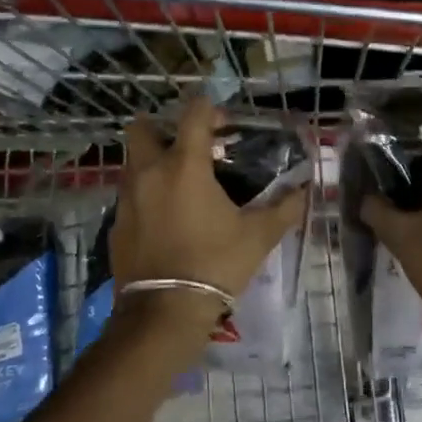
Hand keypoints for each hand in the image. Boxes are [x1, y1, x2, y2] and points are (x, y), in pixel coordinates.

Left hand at [110, 98, 307, 344]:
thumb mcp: (258, 236)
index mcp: (184, 165)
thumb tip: (304, 191)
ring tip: (180, 184)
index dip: (209, 109)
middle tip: (189, 147)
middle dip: (163, 128)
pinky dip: (146, 196)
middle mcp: (149, 172)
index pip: (193, 114)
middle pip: (142, 128)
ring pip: (132, 162)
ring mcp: (127, 198)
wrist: (164, 312)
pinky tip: (166, 219)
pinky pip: (129, 195)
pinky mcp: (116, 224)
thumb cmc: (215, 264)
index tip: (224, 122)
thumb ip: (284, 208)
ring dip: (153, 161)